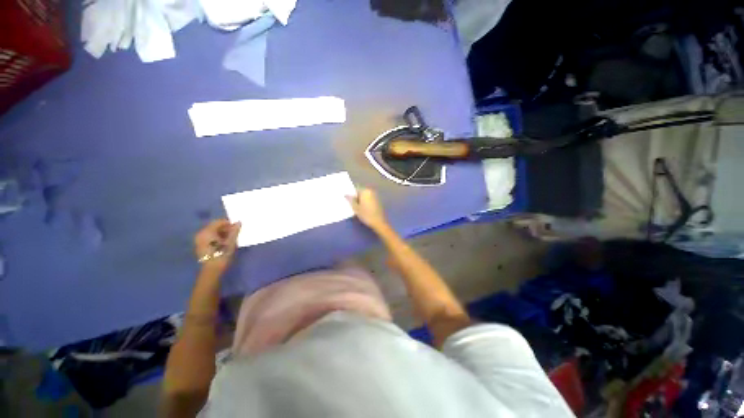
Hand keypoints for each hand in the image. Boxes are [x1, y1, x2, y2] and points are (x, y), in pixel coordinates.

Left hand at [194, 220, 240, 273]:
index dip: (228, 223)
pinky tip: (223, 243)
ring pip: (212, 232)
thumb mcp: (231, 242)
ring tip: (230, 238)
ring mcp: (199, 240)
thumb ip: (234, 231)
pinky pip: (209, 237)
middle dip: (225, 228)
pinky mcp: (200, 246)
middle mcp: (201, 234)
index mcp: (207, 232)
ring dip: (221, 233)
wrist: (212, 270)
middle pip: (214, 227)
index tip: (237, 227)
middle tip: (234, 233)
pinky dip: (216, 237)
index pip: (218, 222)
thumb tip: (238, 222)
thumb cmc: (222, 254)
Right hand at [346, 188, 387, 231]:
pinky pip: (369, 199)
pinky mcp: (378, 201)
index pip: (355, 189)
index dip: (351, 195)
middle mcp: (371, 191)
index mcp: (365, 191)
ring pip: (365, 196)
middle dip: (356, 197)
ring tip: (357, 207)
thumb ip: (350, 200)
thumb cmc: (366, 215)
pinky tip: (364, 209)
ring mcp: (375, 196)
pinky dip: (366, 202)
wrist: (379, 222)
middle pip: (361, 192)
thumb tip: (346, 194)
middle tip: (352, 205)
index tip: (349, 201)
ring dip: (361, 200)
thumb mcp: (356, 208)